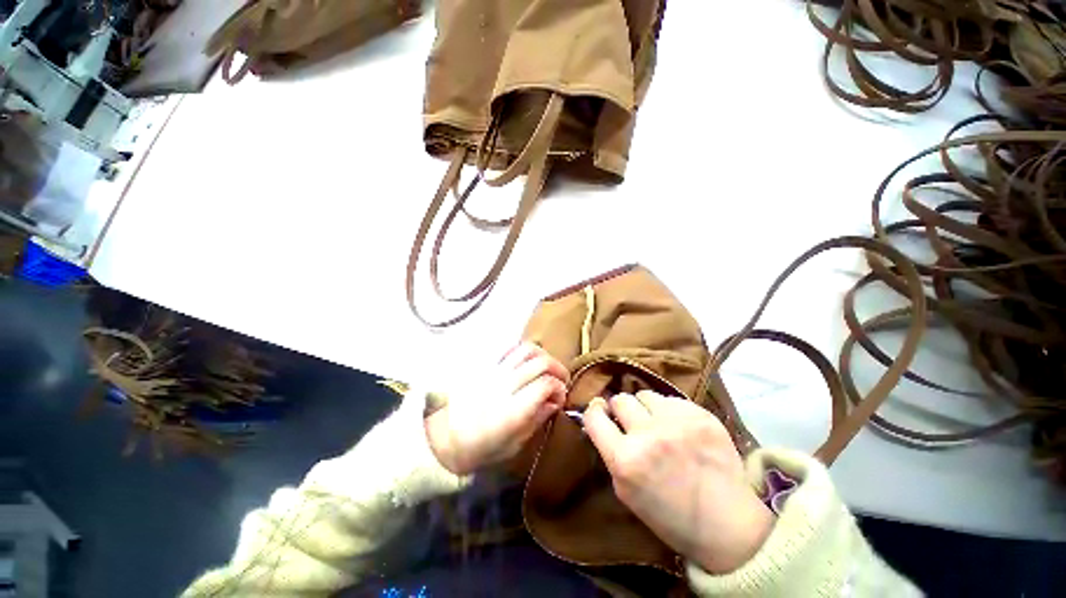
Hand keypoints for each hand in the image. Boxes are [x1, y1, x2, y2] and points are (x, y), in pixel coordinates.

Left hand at [426, 342, 568, 475]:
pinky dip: (520, 353)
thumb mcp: (513, 446)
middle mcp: (501, 386)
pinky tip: (523, 365)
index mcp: (511, 411)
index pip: (546, 384)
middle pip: (539, 362)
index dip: (560, 389)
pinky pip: (505, 349)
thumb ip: (536, 421)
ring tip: (545, 369)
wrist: (439, 441)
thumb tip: (554, 403)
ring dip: (541, 356)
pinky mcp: (477, 366)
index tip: (559, 399)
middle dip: (557, 369)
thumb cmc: (478, 451)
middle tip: (559, 381)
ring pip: (524, 349)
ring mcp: (488, 372)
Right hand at [584, 391, 772, 573]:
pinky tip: (678, 428)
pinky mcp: (703, 415)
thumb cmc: (670, 518)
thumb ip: (616, 460)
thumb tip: (610, 433)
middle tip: (628, 422)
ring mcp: (679, 421)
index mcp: (625, 459)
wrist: (721, 519)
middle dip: (620, 410)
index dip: (593, 414)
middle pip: (622, 400)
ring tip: (655, 424)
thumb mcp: (627, 494)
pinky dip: (670, 411)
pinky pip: (675, 401)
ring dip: (646, 408)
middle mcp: (649, 433)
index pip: (595, 418)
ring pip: (648, 395)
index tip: (598, 415)